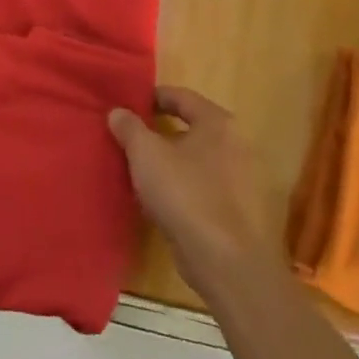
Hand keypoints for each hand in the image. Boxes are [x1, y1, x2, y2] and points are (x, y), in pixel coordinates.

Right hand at [108, 88, 283, 292]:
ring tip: (140, 170)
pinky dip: (183, 186)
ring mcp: (241, 178)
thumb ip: (129, 128)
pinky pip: (204, 185)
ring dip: (171, 161)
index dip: (152, 97)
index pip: (181, 96)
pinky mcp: (239, 209)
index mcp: (218, 122)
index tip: (128, 106)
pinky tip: (161, 200)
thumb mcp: (146, 155)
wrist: (226, 261)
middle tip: (130, 138)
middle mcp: (236, 143)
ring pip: (197, 159)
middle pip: (191, 127)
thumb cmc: (185, 194)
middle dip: (160, 131)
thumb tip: (117, 111)